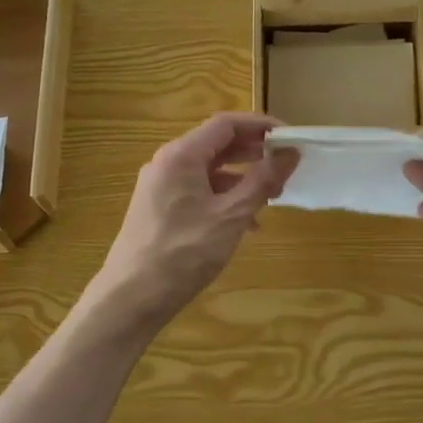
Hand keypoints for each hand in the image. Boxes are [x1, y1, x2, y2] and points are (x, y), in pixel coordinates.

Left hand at [89, 113, 297, 326]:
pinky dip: (224, 199)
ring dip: (242, 180)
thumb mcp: (231, 216)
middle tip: (286, 167)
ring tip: (272, 198)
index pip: (226, 124)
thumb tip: (290, 153)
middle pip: (217, 145)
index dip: (261, 126)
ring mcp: (160, 187)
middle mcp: (167, 164)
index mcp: (181, 155)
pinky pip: (197, 192)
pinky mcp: (159, 210)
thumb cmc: (184, 252)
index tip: (291, 139)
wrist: (132, 297)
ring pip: (208, 171)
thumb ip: (262, 181)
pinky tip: (246, 224)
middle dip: (254, 153)